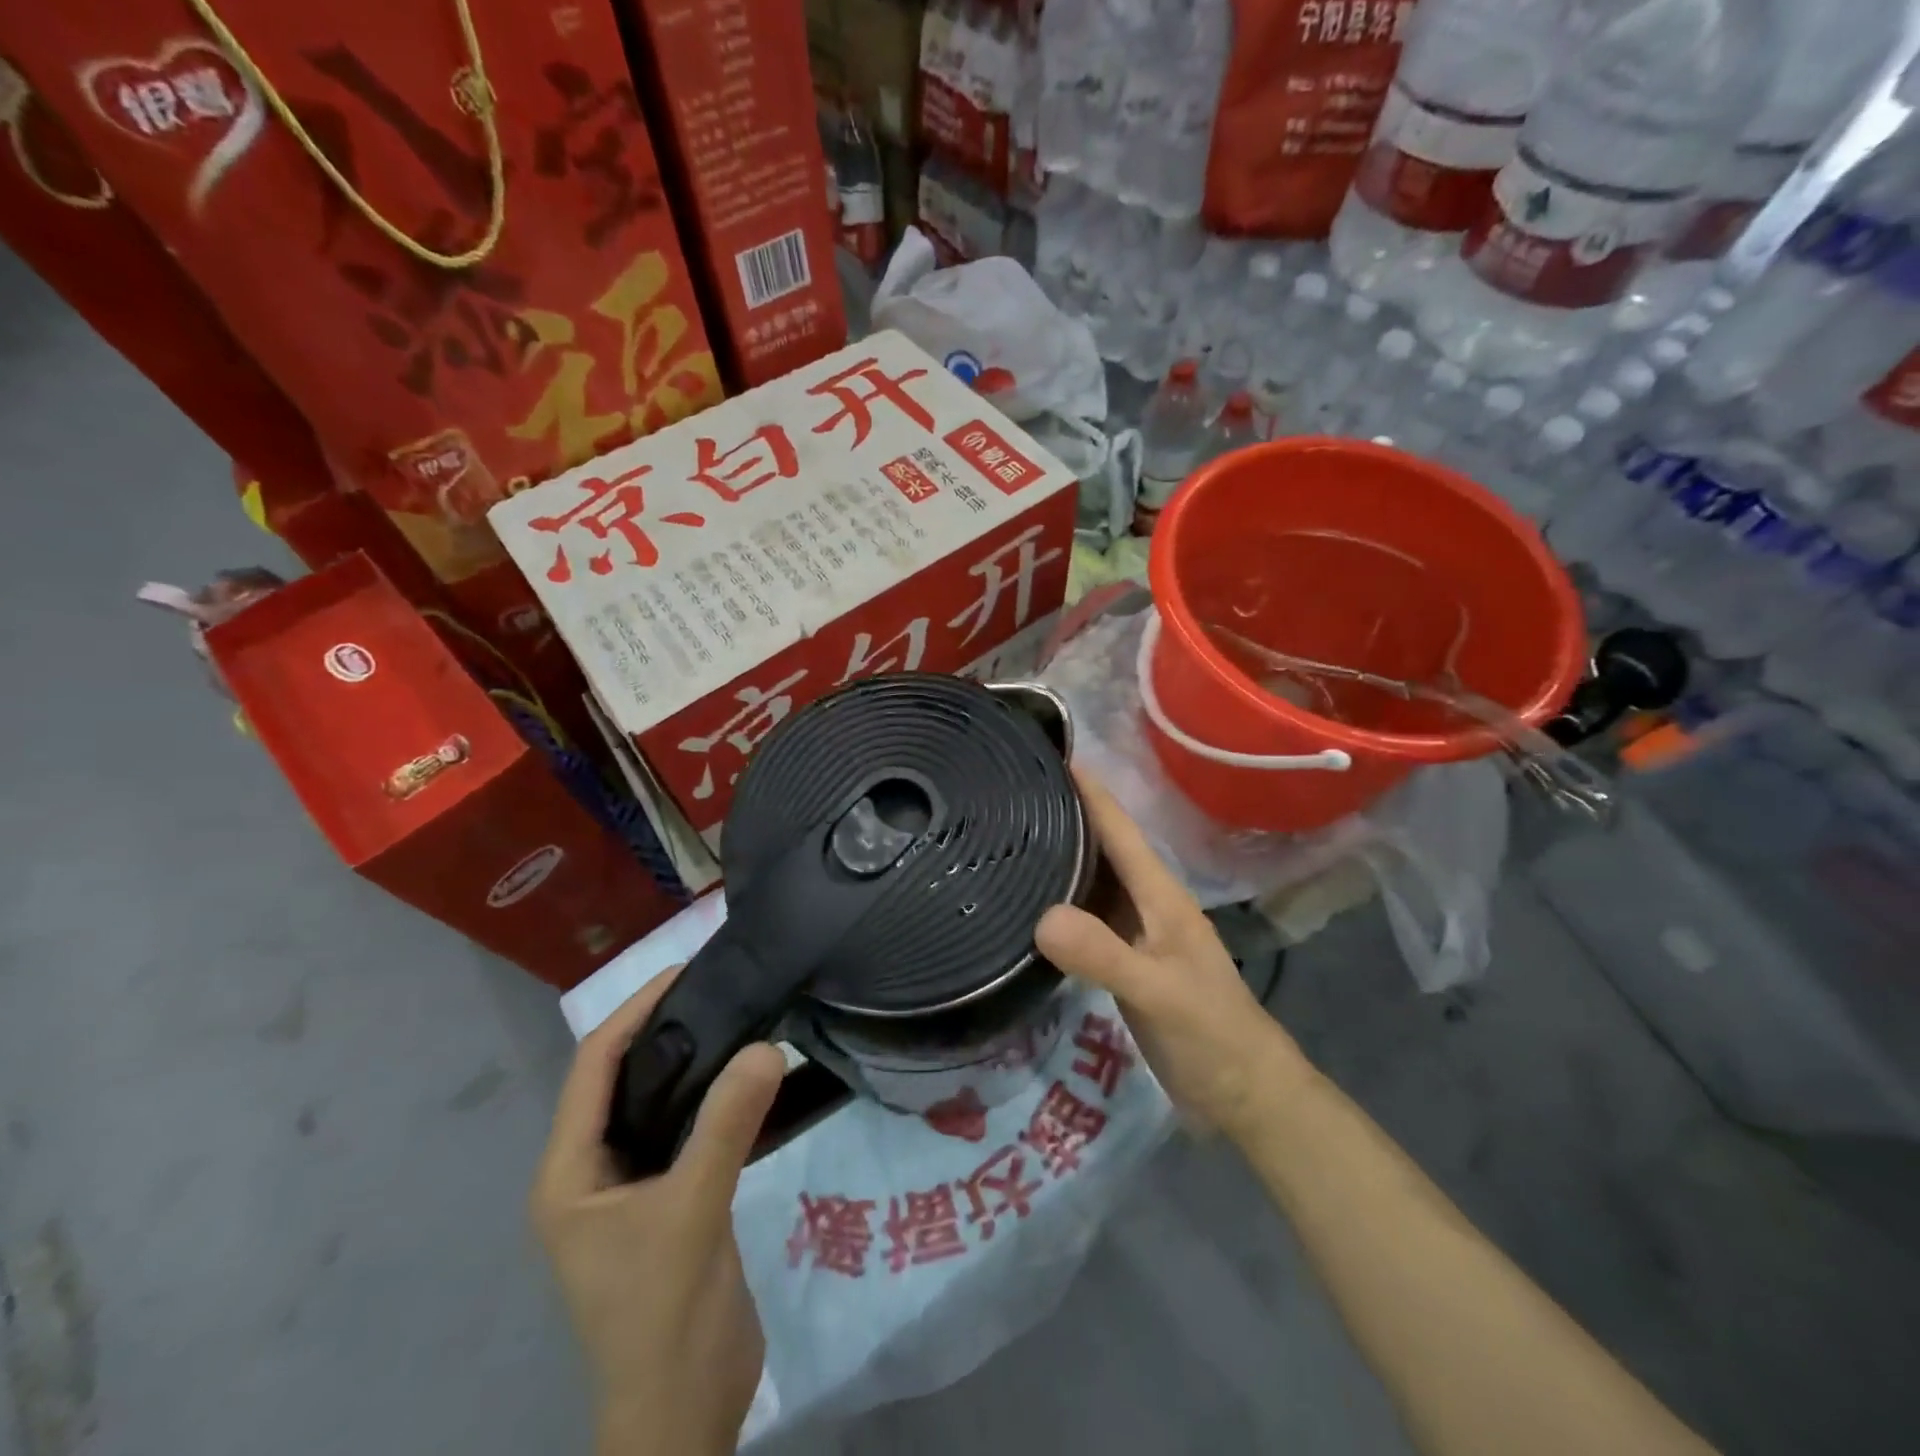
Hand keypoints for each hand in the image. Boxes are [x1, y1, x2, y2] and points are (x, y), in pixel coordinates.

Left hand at [531, 970, 786, 1455]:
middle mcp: (590, 1173)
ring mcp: (630, 1189)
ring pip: (656, 1103)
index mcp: (569, 1173)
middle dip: (663, 1028)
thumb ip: (726, 1127)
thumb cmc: (663, 1316)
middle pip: (622, 1078)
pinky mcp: (668, 1201)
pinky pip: (685, 1130)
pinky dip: (710, 1097)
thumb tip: (766, 1046)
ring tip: (739, 1017)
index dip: (633, 1012)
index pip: (593, 1068)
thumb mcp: (693, 1213)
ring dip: (690, 1061)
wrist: (685, 1415)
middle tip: (721, 986)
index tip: (685, 972)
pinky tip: (747, 1077)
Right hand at [1037, 765, 1308, 1135]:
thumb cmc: (1210, 1035)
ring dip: (1057, 856)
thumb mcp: (1159, 994)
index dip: (1088, 790)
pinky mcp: (1123, 961)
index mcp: (1159, 895)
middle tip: (1008, 794)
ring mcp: (1134, 933)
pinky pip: (1084, 919)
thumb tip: (1041, 917)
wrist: (1243, 1094)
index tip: (1047, 754)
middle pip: (1100, 846)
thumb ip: (1105, 956)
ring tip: (1007, 838)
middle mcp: (1145, 903)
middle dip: (1061, 814)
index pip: (1118, 828)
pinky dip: (1057, 903)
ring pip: (1091, 881)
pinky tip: (1026, 905)